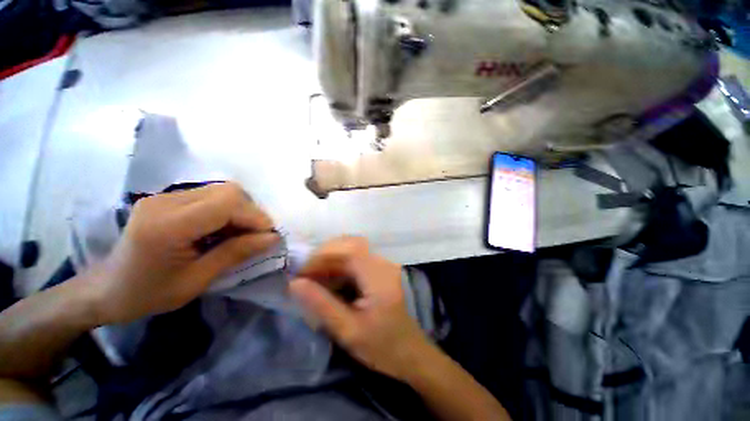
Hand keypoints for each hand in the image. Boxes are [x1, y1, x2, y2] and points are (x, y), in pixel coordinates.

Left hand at [86, 182, 278, 324]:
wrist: (106, 288)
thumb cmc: (149, 293)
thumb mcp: (196, 281)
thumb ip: (236, 254)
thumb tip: (272, 238)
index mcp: (167, 226)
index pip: (226, 203)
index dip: (254, 215)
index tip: (268, 235)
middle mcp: (165, 202)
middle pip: (227, 190)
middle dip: (250, 211)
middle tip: (255, 235)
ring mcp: (164, 196)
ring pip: (221, 190)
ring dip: (241, 210)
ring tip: (240, 233)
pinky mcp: (167, 198)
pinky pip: (210, 195)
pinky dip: (227, 210)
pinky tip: (223, 229)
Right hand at [289, 237, 431, 380]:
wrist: (408, 352)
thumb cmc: (380, 347)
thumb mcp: (347, 331)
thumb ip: (321, 304)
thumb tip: (294, 283)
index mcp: (379, 277)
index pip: (349, 252)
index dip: (322, 256)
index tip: (301, 273)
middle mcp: (383, 263)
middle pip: (350, 245)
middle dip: (324, 256)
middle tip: (305, 275)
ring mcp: (383, 264)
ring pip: (352, 249)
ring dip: (331, 259)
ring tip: (314, 278)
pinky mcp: (381, 268)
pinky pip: (357, 258)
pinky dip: (340, 265)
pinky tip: (330, 280)